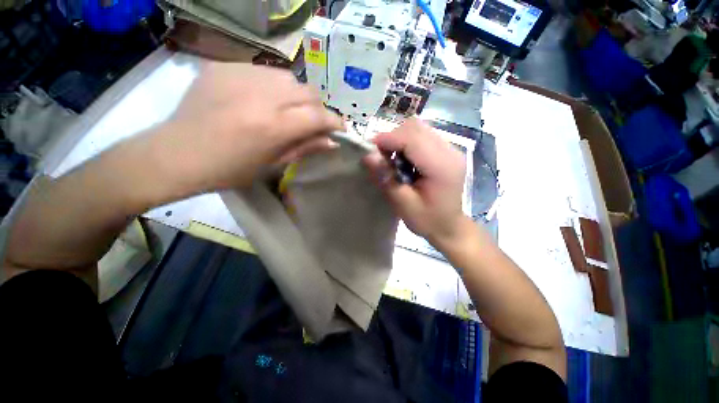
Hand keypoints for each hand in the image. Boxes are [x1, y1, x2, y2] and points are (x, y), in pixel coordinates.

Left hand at [154, 62, 341, 192]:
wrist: (177, 154)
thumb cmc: (229, 170)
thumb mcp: (272, 165)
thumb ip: (304, 148)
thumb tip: (331, 142)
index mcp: (273, 127)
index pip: (318, 116)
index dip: (334, 122)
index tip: (340, 129)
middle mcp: (262, 96)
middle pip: (308, 92)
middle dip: (317, 108)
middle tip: (312, 122)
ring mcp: (240, 75)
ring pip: (289, 78)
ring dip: (296, 96)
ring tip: (286, 110)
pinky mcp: (224, 66)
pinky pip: (262, 71)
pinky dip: (271, 87)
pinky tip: (260, 100)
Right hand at [363, 118, 467, 245]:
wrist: (449, 227)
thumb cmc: (428, 221)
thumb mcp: (404, 205)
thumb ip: (387, 179)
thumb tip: (368, 156)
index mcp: (442, 167)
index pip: (413, 139)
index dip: (388, 139)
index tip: (370, 149)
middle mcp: (450, 152)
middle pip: (416, 128)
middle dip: (393, 138)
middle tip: (381, 157)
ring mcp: (451, 149)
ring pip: (419, 129)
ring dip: (400, 140)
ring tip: (392, 159)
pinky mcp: (447, 151)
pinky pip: (423, 136)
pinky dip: (407, 143)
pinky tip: (404, 160)